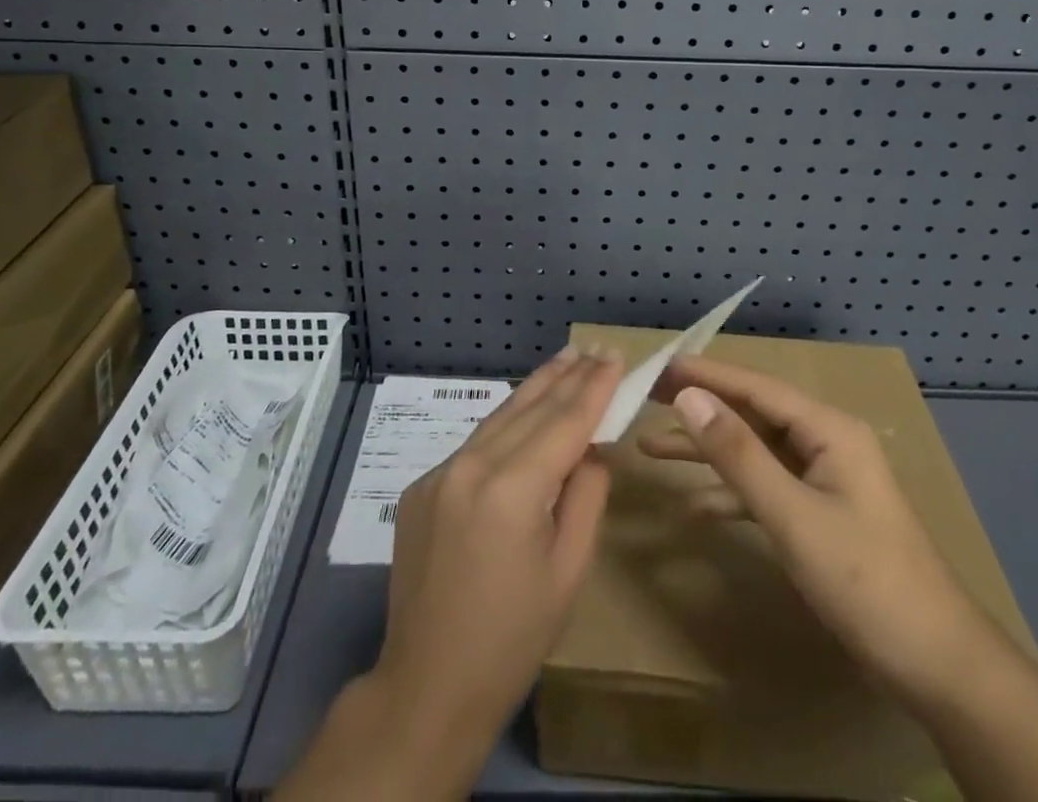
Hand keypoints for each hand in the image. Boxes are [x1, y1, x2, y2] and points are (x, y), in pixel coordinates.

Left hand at [379, 345, 623, 736]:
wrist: (426, 688)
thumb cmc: (512, 640)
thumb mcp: (568, 571)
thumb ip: (586, 496)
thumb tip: (590, 448)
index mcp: (512, 489)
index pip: (565, 422)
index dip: (594, 388)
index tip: (615, 356)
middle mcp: (471, 466)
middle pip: (530, 408)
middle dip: (567, 376)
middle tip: (594, 348)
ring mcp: (439, 473)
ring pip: (499, 417)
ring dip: (536, 389)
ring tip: (565, 361)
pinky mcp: (422, 486)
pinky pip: (475, 444)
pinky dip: (506, 424)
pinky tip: (524, 414)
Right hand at [642, 354, 991, 702]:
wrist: (940, 667)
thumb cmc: (866, 580)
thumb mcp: (793, 515)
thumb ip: (738, 454)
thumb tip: (688, 396)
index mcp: (828, 429)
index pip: (754, 386)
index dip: (704, 374)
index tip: (657, 366)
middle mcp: (825, 443)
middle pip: (751, 414)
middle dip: (700, 407)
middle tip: (646, 398)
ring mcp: (824, 480)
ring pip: (754, 452)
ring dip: (706, 452)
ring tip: (650, 447)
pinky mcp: (820, 515)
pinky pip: (766, 489)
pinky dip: (730, 494)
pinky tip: (693, 508)